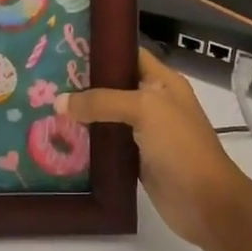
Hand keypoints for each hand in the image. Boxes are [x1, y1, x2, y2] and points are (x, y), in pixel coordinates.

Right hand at [59, 48, 250, 247]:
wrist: (205, 203)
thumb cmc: (181, 146)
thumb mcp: (145, 110)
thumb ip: (102, 101)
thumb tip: (59, 102)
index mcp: (163, 81)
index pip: (128, 54)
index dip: (101, 49)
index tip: (66, 47)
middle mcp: (154, 102)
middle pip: (114, 85)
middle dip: (84, 83)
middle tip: (46, 78)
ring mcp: (145, 132)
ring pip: (108, 116)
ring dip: (83, 114)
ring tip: (46, 105)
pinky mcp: (136, 159)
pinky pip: (108, 144)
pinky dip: (88, 141)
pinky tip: (61, 137)